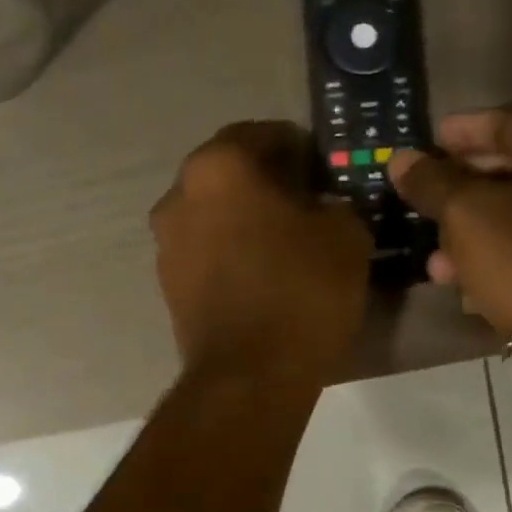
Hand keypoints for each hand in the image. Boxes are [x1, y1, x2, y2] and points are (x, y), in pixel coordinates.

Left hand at [152, 122, 371, 382]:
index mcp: (218, 167)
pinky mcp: (168, 286)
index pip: (261, 134)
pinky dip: (231, 253)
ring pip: (215, 215)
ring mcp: (166, 245)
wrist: (249, 377)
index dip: (299, 148)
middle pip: (231, 175)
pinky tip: (263, 274)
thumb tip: (324, 208)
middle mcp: (179, 197)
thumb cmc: (300, 292)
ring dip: (246, 219)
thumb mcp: (345, 236)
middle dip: (269, 183)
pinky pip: (206, 253)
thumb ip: (336, 204)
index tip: (324, 170)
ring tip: (286, 243)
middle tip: (308, 204)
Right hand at [388, 108, 511, 343]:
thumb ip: (432, 182)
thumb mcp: (467, 212)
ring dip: (472, 232)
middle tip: (426, 194)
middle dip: (463, 187)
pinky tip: (460, 281)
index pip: (510, 123)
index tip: (430, 139)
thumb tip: (402, 160)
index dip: (465, 131)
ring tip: (433, 256)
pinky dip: (494, 258)